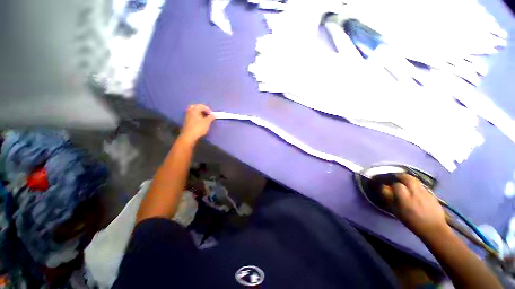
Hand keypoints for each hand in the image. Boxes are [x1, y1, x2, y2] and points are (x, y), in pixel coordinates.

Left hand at [180, 104, 214, 142]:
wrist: (189, 136)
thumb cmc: (199, 128)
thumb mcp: (207, 122)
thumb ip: (211, 117)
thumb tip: (213, 115)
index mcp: (194, 109)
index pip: (202, 106)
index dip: (208, 109)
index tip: (212, 114)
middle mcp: (189, 111)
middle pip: (196, 107)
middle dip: (203, 110)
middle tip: (208, 114)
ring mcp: (187, 116)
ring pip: (194, 112)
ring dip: (200, 113)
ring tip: (205, 118)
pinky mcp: (186, 121)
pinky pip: (192, 116)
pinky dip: (197, 117)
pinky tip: (200, 121)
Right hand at [382, 174, 449, 239]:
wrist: (434, 229)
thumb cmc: (412, 221)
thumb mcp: (397, 211)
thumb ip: (390, 199)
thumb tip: (385, 188)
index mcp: (405, 199)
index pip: (396, 185)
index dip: (391, 184)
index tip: (388, 186)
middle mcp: (415, 193)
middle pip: (407, 178)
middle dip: (400, 176)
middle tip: (396, 177)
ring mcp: (425, 193)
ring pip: (415, 180)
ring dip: (409, 179)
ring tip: (405, 182)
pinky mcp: (432, 194)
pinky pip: (422, 186)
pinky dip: (416, 185)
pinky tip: (415, 189)